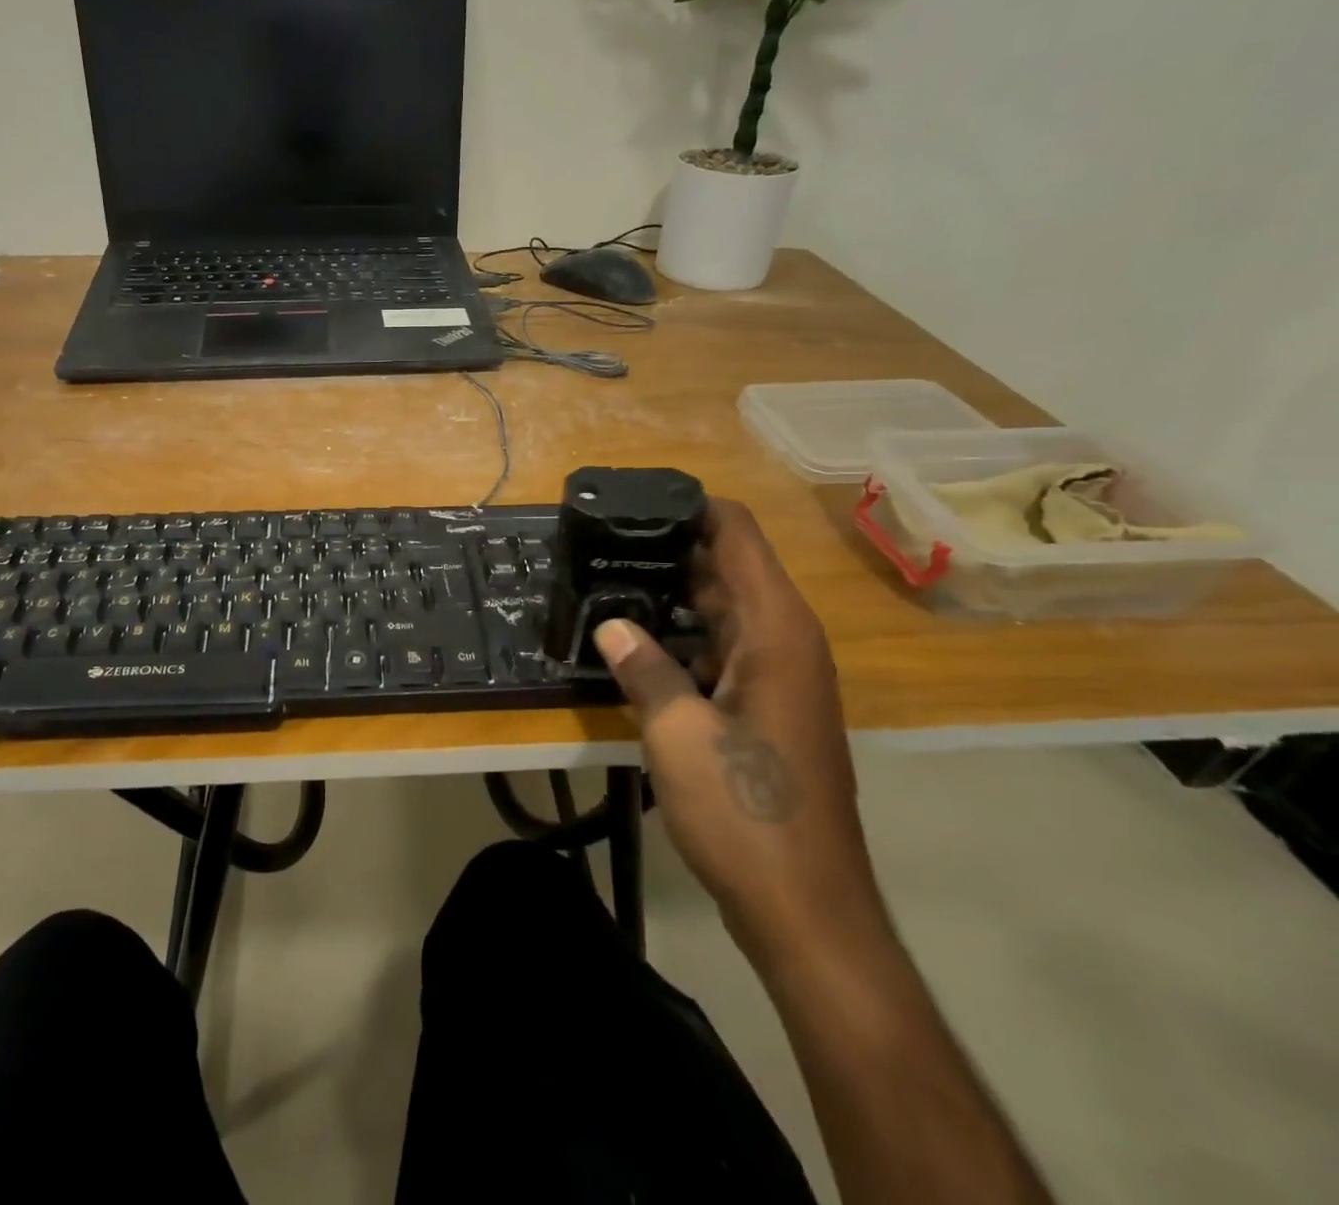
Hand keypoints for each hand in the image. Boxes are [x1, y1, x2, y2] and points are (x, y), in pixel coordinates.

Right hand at [594, 498, 885, 961]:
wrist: (806, 909)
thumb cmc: (746, 814)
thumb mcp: (678, 735)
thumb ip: (643, 669)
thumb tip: (610, 624)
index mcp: (776, 632)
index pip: (738, 536)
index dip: (692, 507)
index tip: (635, 499)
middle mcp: (785, 642)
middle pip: (728, 569)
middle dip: (669, 550)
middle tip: (601, 543)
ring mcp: (779, 677)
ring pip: (722, 612)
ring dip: (671, 597)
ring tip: (606, 583)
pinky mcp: (766, 708)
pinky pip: (722, 650)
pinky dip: (683, 640)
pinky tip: (634, 646)